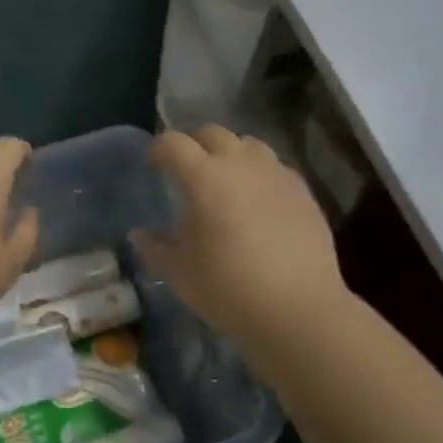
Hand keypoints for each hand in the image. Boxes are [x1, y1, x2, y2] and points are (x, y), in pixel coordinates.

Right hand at [135, 126, 349, 348]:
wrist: (298, 310)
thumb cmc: (229, 289)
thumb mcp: (181, 273)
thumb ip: (156, 248)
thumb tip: (138, 235)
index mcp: (205, 178)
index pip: (174, 143)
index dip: (159, 149)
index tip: (154, 165)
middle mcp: (241, 165)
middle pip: (213, 133)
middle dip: (195, 144)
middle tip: (187, 169)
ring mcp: (277, 175)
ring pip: (249, 145)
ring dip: (231, 153)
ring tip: (226, 179)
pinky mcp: (303, 192)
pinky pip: (276, 168)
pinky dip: (260, 173)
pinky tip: (258, 200)